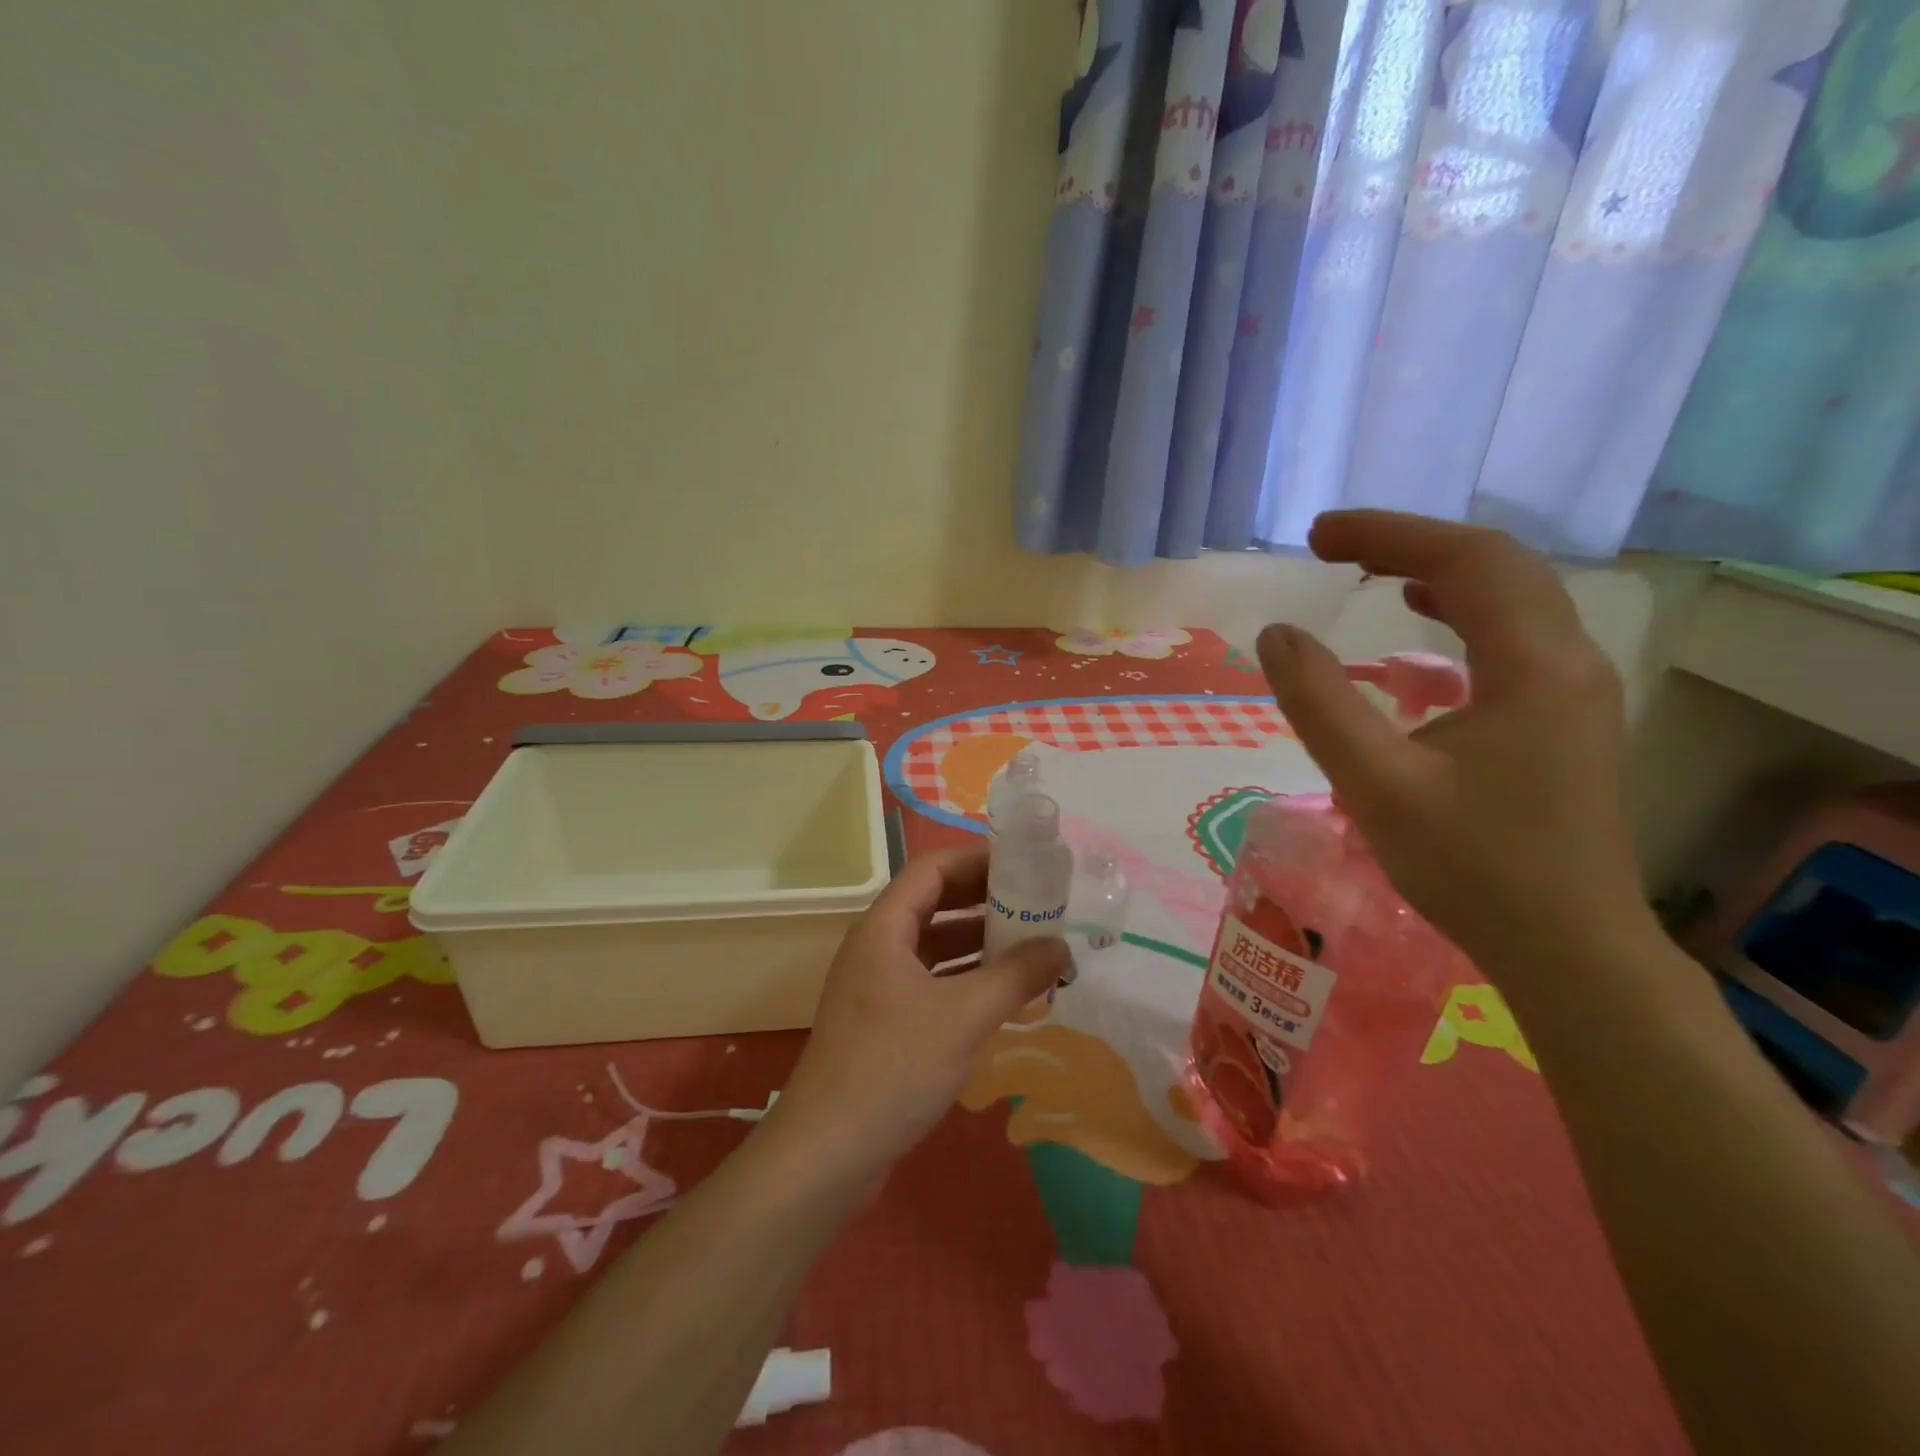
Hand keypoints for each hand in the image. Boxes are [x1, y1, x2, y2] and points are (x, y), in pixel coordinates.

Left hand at [767, 845, 1069, 1181]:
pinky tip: (1002, 992)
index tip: (1024, 864)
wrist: (828, 1152)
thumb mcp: (965, 1016)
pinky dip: (965, 977)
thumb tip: (1061, 946)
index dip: (977, 859)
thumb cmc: (894, 1068)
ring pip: (934, 944)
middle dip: (984, 900)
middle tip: (1036, 902)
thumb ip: (1016, 975)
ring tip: (1030, 944)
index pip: (932, 868)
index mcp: (884, 927)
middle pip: (934, 902)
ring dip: (978, 941)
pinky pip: (931, 980)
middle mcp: (877, 946)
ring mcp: (877, 984)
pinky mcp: (883, 1020)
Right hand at [1257, 510, 1649, 978]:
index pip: (1466, 560)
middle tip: (1333, 547)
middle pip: (1496, 565)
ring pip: (1512, 596)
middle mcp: (1569, 660)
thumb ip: (1320, 703)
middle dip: (1410, 543)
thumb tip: (1277, 633)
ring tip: (1371, 571)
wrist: (1568, 947)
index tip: (1317, 536)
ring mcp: (1577, 688)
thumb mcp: (1376, 784)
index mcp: (1533, 666)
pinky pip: (1515, 633)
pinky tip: (1424, 622)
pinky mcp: (1566, 716)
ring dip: (1439, 571)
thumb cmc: (1470, 867)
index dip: (1388, 534)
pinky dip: (1462, 610)